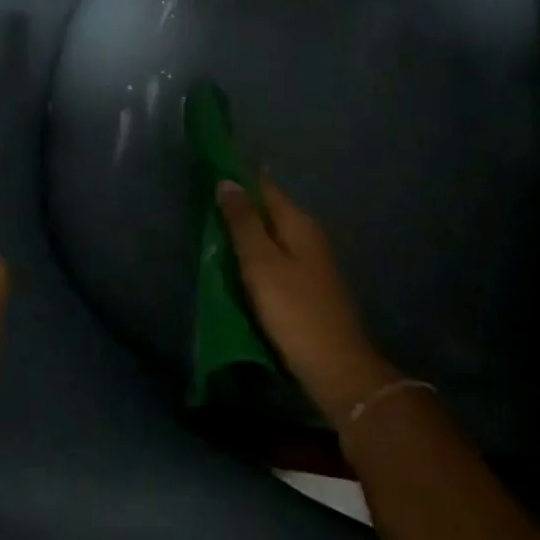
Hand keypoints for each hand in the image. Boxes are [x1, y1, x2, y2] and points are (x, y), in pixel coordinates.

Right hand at [216, 178, 398, 422]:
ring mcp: (312, 262)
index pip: (265, 187)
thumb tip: (228, 181)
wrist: (335, 366)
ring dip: (247, 234)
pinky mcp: (308, 286)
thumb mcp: (261, 263)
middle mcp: (308, 235)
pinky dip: (256, 258)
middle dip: (240, 207)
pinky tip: (239, 268)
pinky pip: (276, 259)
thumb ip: (243, 222)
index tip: (211, 173)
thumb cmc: (294, 309)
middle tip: (204, 208)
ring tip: (213, 236)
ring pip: (272, 236)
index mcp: (299, 223)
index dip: (239, 178)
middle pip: (269, 211)